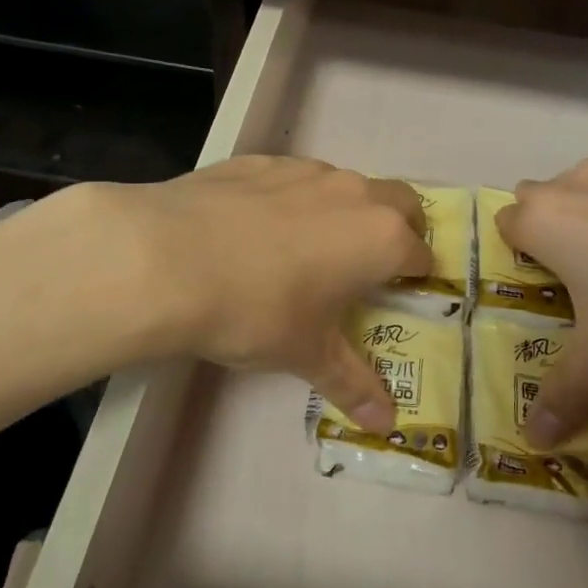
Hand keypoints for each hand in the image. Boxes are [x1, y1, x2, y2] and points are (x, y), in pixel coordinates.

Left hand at [52, 158, 430, 430]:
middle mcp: (352, 193)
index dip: (416, 277)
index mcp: (380, 238)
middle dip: (398, 229)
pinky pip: (293, 178)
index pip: (421, 254)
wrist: (166, 259)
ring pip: (344, 185)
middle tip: (370, 264)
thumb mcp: (306, 354)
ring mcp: (304, 170)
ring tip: (307, 248)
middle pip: (400, 202)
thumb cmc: (255, 311)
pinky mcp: (259, 161)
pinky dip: (292, 199)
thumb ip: (353, 384)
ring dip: (344, 211)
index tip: (400, 294)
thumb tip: (387, 426)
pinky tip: (255, 229)